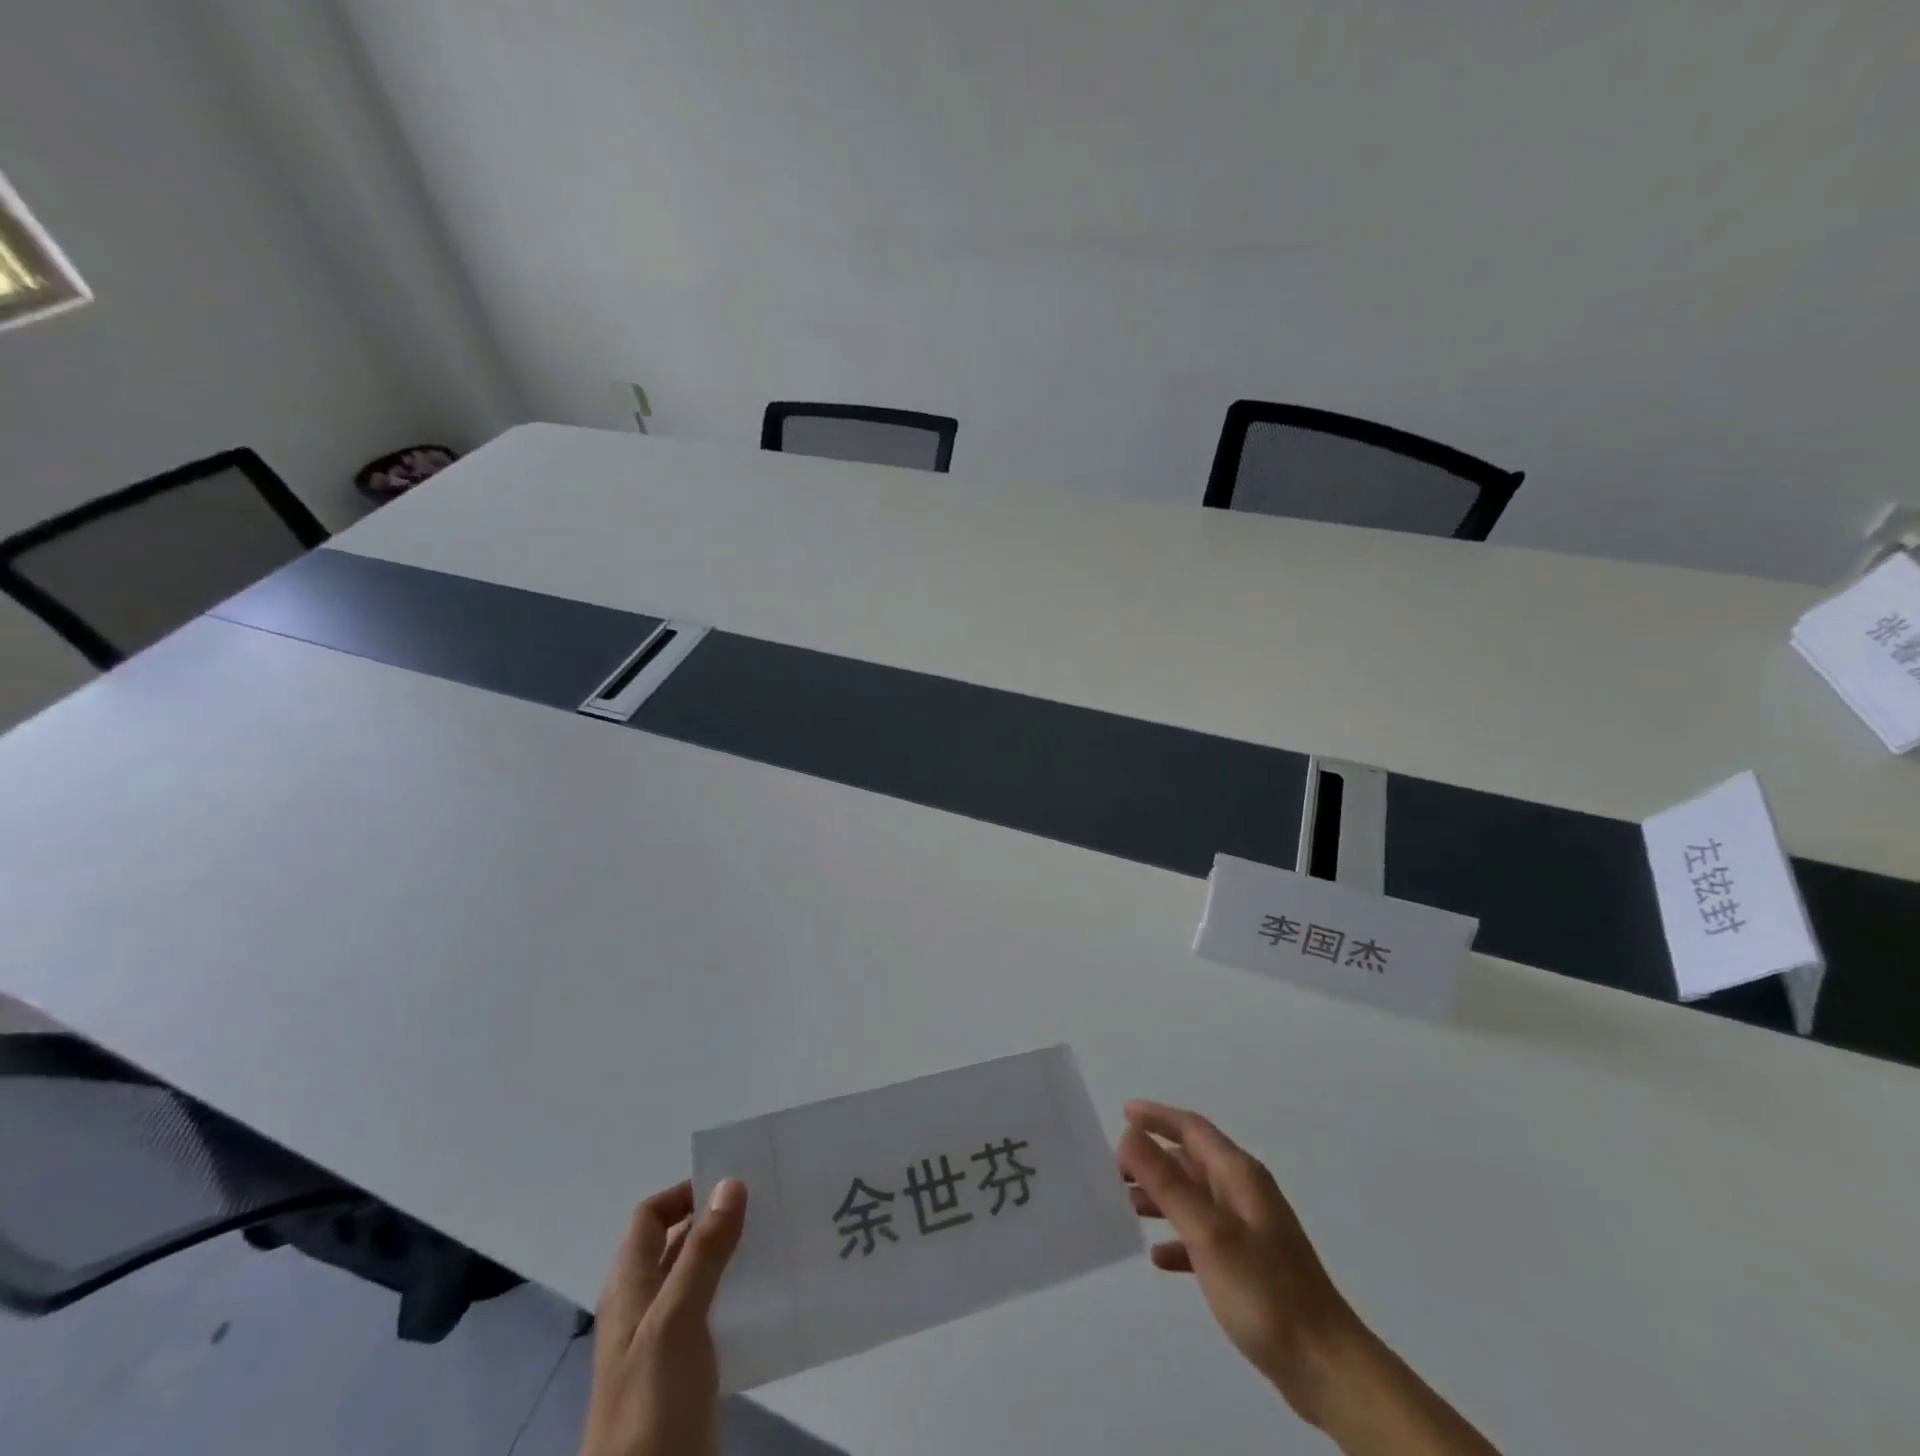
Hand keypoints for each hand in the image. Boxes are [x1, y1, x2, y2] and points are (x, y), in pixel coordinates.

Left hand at [579, 1178, 747, 1455]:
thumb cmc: (652, 1401)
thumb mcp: (677, 1318)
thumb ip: (703, 1251)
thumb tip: (730, 1182)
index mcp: (630, 1287)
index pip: (650, 1217)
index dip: (685, 1193)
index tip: (733, 1182)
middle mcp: (644, 1307)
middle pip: (677, 1245)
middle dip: (718, 1220)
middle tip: (768, 1204)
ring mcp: (665, 1343)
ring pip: (700, 1279)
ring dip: (732, 1257)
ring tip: (778, 1241)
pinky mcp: (688, 1374)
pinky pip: (714, 1316)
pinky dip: (738, 1296)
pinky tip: (771, 1296)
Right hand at [1117, 1101, 1353, 1417]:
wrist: (1327, 1367)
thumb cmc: (1265, 1291)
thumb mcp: (1208, 1233)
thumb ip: (1167, 1182)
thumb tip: (1130, 1133)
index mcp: (1239, 1175)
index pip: (1192, 1129)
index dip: (1157, 1117)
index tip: (1123, 1113)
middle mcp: (1245, 1193)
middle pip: (1192, 1162)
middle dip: (1153, 1159)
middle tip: (1114, 1169)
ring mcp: (1250, 1229)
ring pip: (1196, 1198)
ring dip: (1162, 1197)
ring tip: (1126, 1206)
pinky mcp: (1252, 1266)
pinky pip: (1205, 1237)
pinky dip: (1179, 1239)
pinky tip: (1159, 1257)